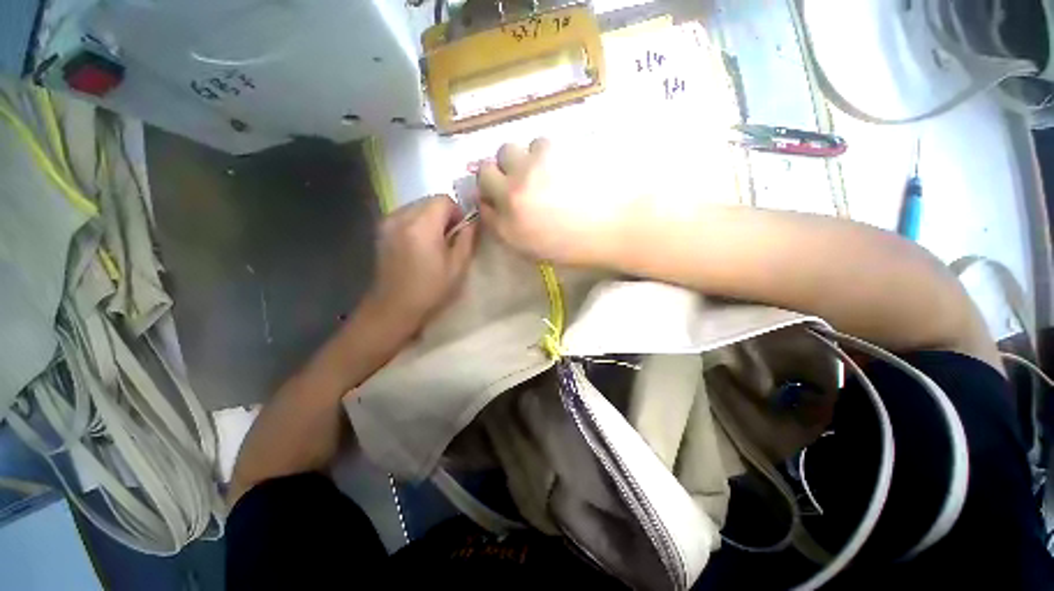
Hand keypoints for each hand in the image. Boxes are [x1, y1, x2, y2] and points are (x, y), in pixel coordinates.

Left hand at [363, 195, 476, 330]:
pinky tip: (420, 246)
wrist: (393, 307)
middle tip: (450, 239)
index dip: (457, 212)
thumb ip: (467, 238)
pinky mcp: (382, 231)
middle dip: (444, 215)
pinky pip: (406, 216)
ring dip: (431, 219)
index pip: (444, 200)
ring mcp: (388, 223)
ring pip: (418, 207)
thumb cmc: (430, 290)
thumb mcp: (458, 266)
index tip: (461, 231)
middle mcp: (402, 217)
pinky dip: (418, 224)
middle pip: (430, 201)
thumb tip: (472, 220)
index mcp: (422, 225)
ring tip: (435, 244)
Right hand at [477, 138, 633, 265]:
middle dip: (498, 173)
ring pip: (509, 150)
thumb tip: (498, 205)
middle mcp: (512, 196)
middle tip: (519, 178)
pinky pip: (538, 142)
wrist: (622, 223)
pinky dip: (546, 151)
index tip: (500, 194)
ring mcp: (531, 170)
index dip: (490, 195)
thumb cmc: (583, 244)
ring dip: (521, 159)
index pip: (481, 201)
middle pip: (485, 170)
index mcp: (509, 228)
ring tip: (545, 170)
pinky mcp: (553, 148)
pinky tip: (565, 163)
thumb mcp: (538, 249)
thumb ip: (512, 228)